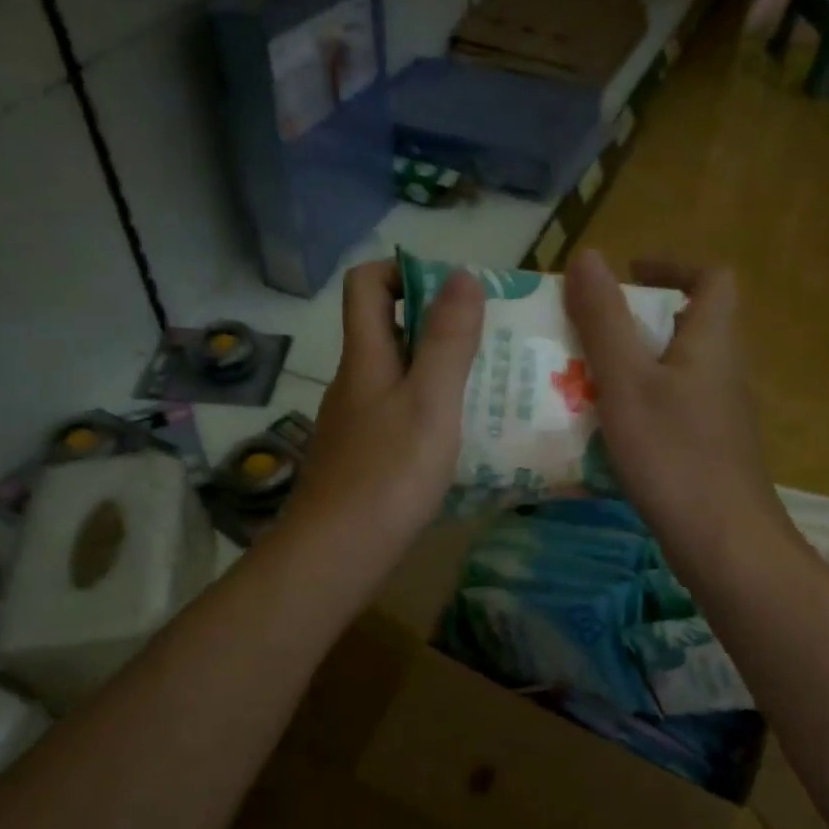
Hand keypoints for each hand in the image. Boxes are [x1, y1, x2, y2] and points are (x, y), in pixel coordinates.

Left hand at [283, 260, 482, 564]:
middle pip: (388, 329)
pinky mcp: (364, 459)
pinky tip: (464, 440)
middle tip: (492, 342)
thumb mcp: (430, 402)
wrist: (336, 556)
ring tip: (492, 389)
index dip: (405, 271)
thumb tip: (461, 274)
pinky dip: (432, 415)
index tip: (454, 292)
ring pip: (399, 377)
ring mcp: (356, 424)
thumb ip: (448, 340)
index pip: (366, 283)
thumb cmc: (388, 475)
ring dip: (441, 373)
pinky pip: (401, 417)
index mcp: (365, 357)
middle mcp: (355, 382)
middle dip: (439, 325)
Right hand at [563, 249, 788, 575]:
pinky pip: (669, 411)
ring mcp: (717, 416)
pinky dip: (636, 408)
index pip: (712, 280)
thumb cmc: (674, 453)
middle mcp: (722, 372)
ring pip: (673, 372)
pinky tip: (600, 433)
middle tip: (585, 334)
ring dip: (630, 368)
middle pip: (686, 327)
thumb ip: (604, 320)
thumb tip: (587, 256)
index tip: (629, 275)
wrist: (723, 542)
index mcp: (711, 342)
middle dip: (635, 323)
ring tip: (578, 381)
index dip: (674, 266)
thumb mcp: (627, 381)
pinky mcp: (707, 451)